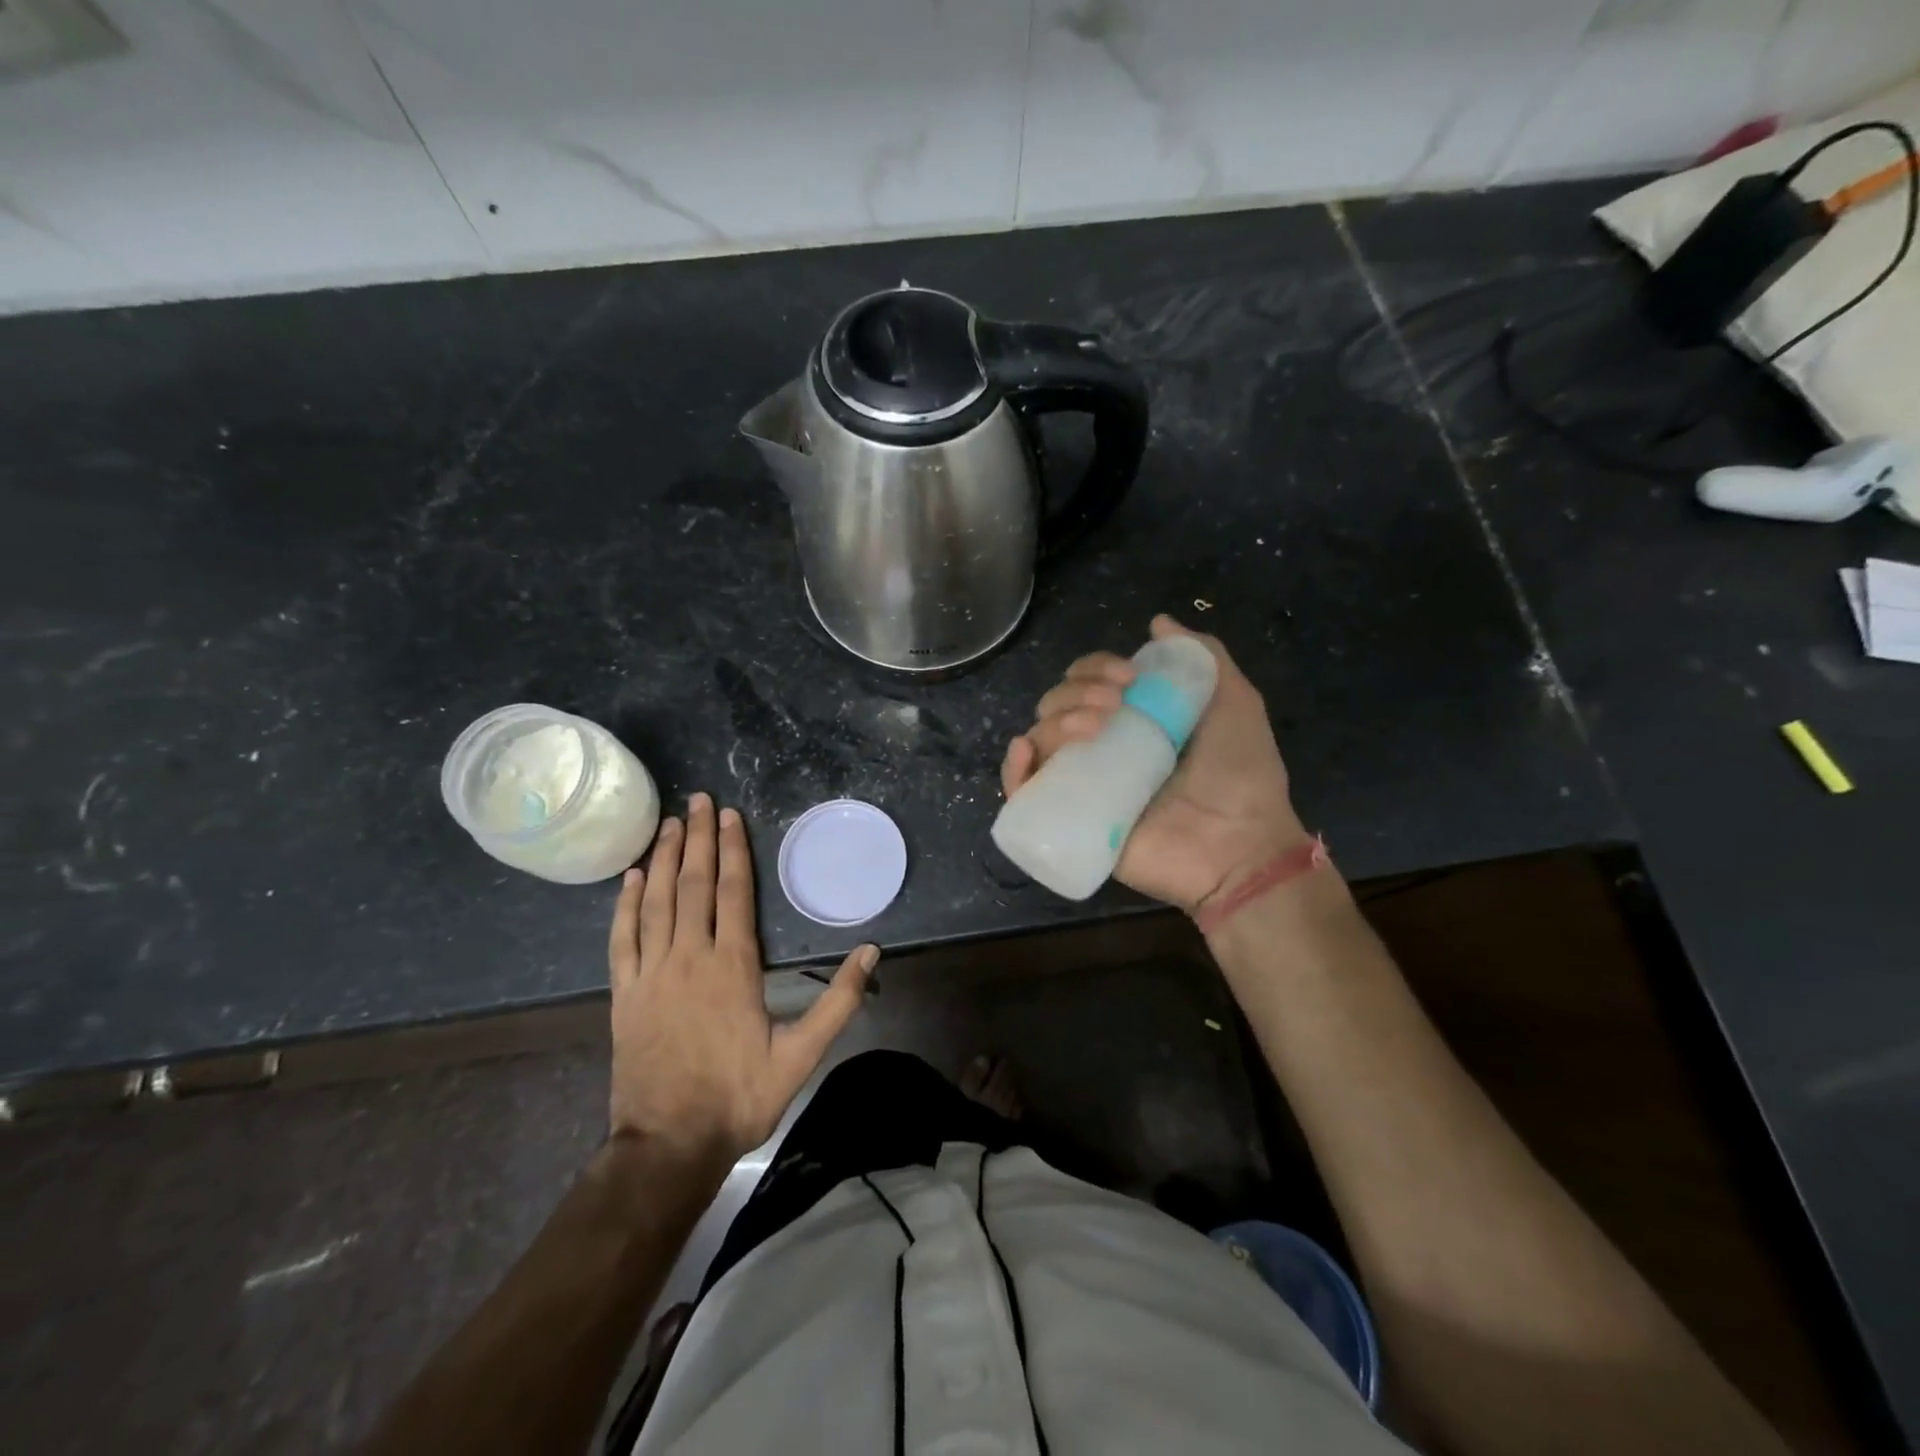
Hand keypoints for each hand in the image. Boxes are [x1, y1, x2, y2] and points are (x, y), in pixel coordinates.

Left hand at [606, 793, 876, 1162]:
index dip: (732, 850)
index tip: (730, 816)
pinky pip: (622, 938)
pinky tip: (632, 877)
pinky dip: (625, 904)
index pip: (733, 892)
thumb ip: (839, 1001)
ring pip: (656, 902)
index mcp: (732, 966)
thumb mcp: (801, 1055)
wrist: (668, 1145)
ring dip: (664, 859)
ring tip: (670, 825)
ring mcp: (651, 974)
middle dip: (697, 839)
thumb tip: (870, 951)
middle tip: (698, 801)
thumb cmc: (738, 1096)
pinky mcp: (624, 994)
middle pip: (694, 885)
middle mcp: (689, 957)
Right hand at [1001, 615, 1307, 915]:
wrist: (1241, 845)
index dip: (1096, 668)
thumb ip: (1202, 657)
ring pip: (1041, 740)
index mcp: (1133, 721)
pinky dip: (1013, 771)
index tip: (1128, 675)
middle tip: (1114, 704)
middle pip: (1057, 706)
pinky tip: (1026, 751)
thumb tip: (1159, 622)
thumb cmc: (1242, 774)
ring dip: (1055, 720)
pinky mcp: (1072, 823)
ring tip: (1094, 729)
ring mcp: (1084, 786)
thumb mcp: (1234, 701)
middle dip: (1076, 692)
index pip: (1088, 683)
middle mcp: (1103, 749)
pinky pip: (1025, 795)